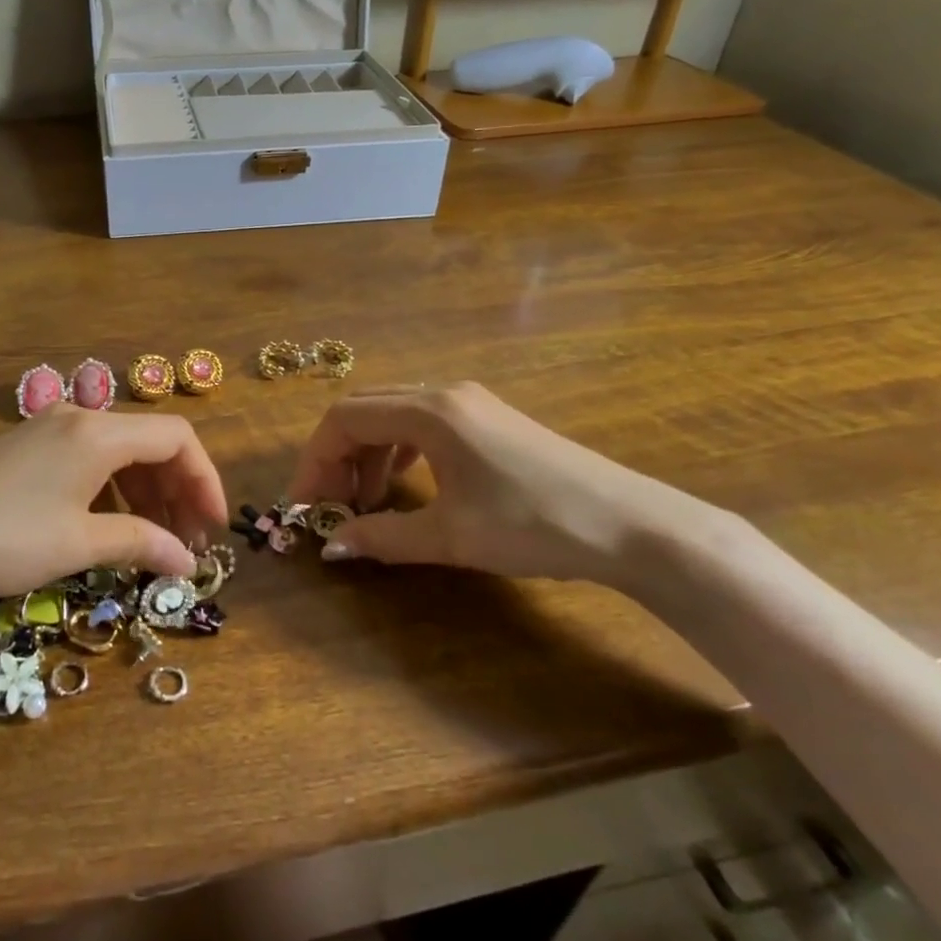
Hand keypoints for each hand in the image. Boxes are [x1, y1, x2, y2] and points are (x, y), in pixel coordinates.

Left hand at [0, 404, 225, 605]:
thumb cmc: (1, 538)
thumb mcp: (78, 544)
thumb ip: (141, 545)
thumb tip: (187, 560)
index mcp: (99, 431)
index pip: (177, 437)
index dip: (205, 479)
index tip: (214, 527)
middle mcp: (79, 419)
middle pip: (150, 443)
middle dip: (177, 489)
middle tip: (188, 542)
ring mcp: (49, 431)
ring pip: (119, 453)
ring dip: (146, 493)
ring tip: (155, 541)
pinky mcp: (27, 449)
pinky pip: (89, 461)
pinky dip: (113, 491)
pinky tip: (111, 527)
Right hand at [287, 382, 714, 587]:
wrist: (634, 525)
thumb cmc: (535, 524)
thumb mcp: (452, 537)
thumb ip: (384, 538)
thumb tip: (332, 547)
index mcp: (429, 411)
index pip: (344, 418)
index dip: (315, 460)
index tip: (306, 504)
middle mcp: (444, 393)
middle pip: (365, 410)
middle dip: (337, 456)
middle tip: (331, 505)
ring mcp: (471, 403)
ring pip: (393, 415)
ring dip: (368, 454)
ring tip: (367, 503)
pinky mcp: (489, 419)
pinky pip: (423, 424)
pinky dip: (399, 452)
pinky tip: (406, 487)